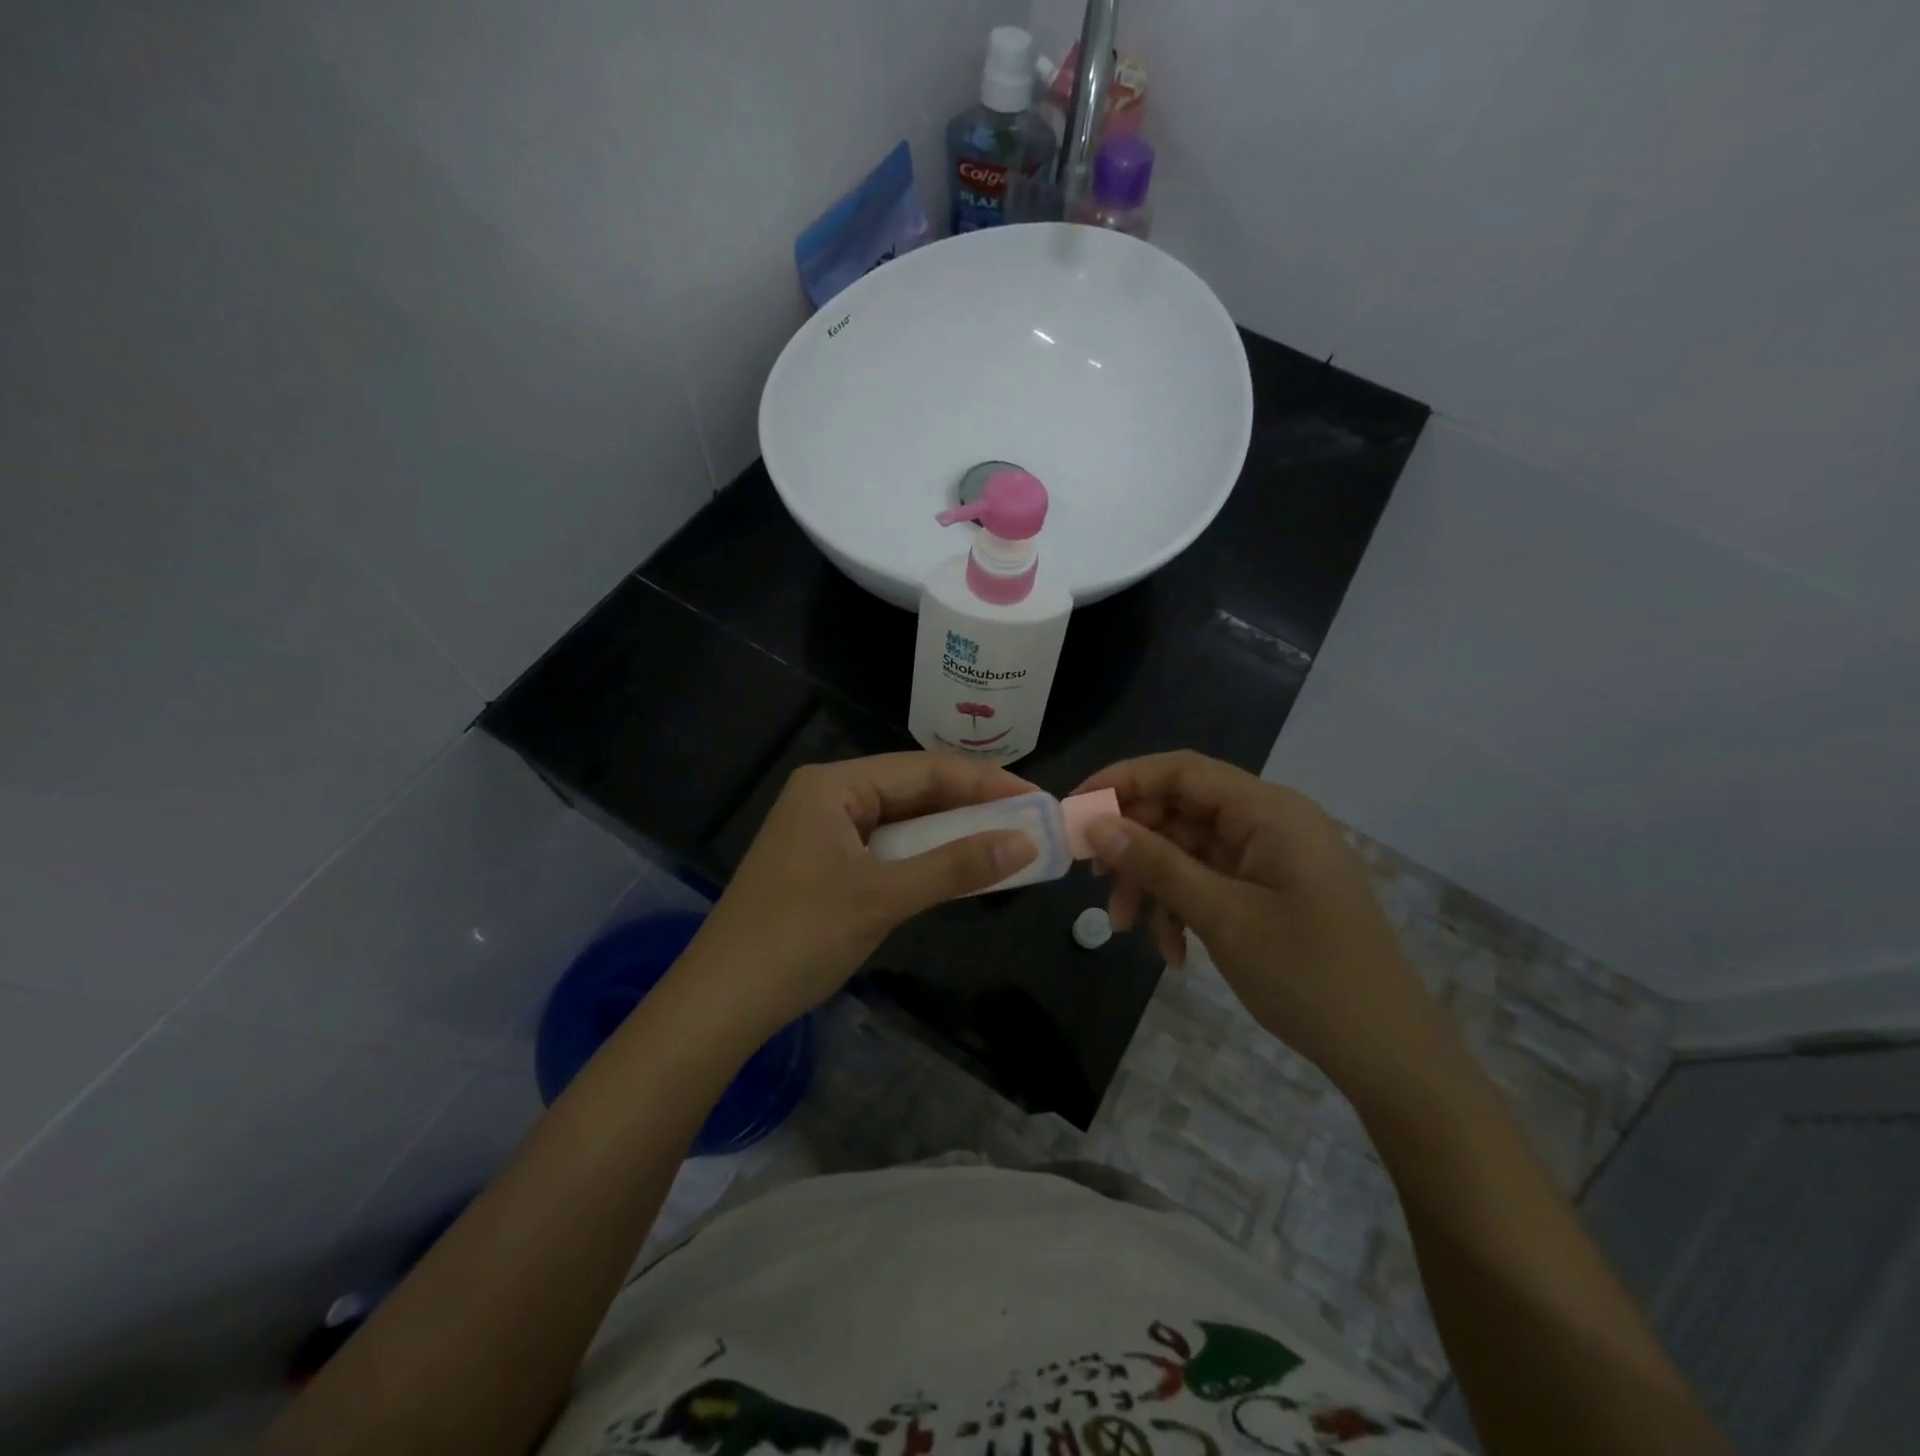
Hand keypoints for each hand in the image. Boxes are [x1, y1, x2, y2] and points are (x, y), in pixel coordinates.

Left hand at [681, 753, 1037, 1037]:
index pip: (925, 769)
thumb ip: (955, 866)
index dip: (985, 781)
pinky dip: (923, 858)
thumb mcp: (883, 897)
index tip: (1038, 798)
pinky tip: (957, 868)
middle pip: (914, 790)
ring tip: (1007, 842)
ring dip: (950, 834)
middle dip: (972, 807)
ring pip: (902, 821)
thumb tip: (1026, 842)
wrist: (720, 1003)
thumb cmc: (798, 938)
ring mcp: (824, 831)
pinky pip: (886, 848)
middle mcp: (828, 795)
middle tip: (1031, 822)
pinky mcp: (824, 863)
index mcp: (834, 784)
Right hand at [1075, 751, 1450, 1094]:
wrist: (1388, 1053)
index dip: (1122, 781)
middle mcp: (1269, 822)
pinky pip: (1209, 881)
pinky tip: (1174, 952)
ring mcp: (1270, 857)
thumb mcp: (1222, 915)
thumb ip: (1156, 863)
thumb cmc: (1308, 975)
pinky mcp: (1269, 889)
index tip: (1074, 809)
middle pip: (1180, 810)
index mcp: (1268, 810)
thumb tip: (1095, 825)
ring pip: (1188, 850)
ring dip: (1153, 883)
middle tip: (1094, 878)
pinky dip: (1182, 907)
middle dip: (1134, 844)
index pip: (1181, 771)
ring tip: (1127, 928)